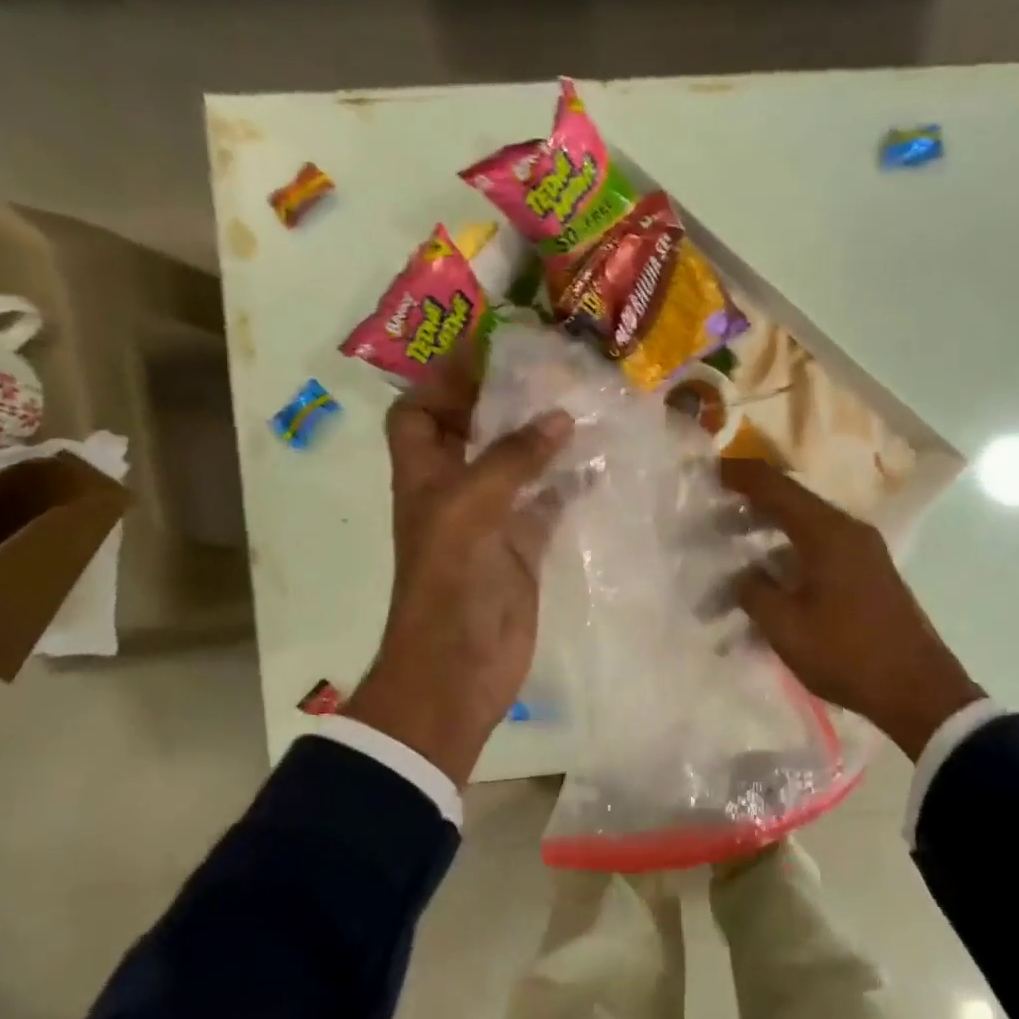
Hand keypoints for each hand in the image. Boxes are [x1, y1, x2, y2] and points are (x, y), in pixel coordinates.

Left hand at [342, 352, 572, 785]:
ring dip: (542, 439)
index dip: (442, 380)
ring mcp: (491, 521)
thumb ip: (513, 460)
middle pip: (471, 432)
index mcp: (424, 475)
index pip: (418, 413)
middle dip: (502, 400)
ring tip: (582, 405)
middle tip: (550, 369)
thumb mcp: (470, 508)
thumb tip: (558, 417)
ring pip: (515, 466)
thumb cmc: (450, 583)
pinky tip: (600, 465)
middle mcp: (454, 490)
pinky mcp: (523, 549)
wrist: (458, 668)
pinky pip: (547, 505)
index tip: (486, 350)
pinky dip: (568, 485)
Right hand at [720, 459, 983, 760]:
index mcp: (827, 533)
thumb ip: (754, 592)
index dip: (739, 475)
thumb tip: (742, 576)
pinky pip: (820, 549)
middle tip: (712, 519)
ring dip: (768, 534)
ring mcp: (863, 552)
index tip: (708, 471)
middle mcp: (848, 531)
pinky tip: (769, 581)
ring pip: (805, 528)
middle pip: (792, 503)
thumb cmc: (847, 654)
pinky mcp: (868, 574)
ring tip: (733, 552)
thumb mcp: (786, 627)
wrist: (918, 691)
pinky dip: (789, 554)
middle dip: (749, 507)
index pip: (776, 487)